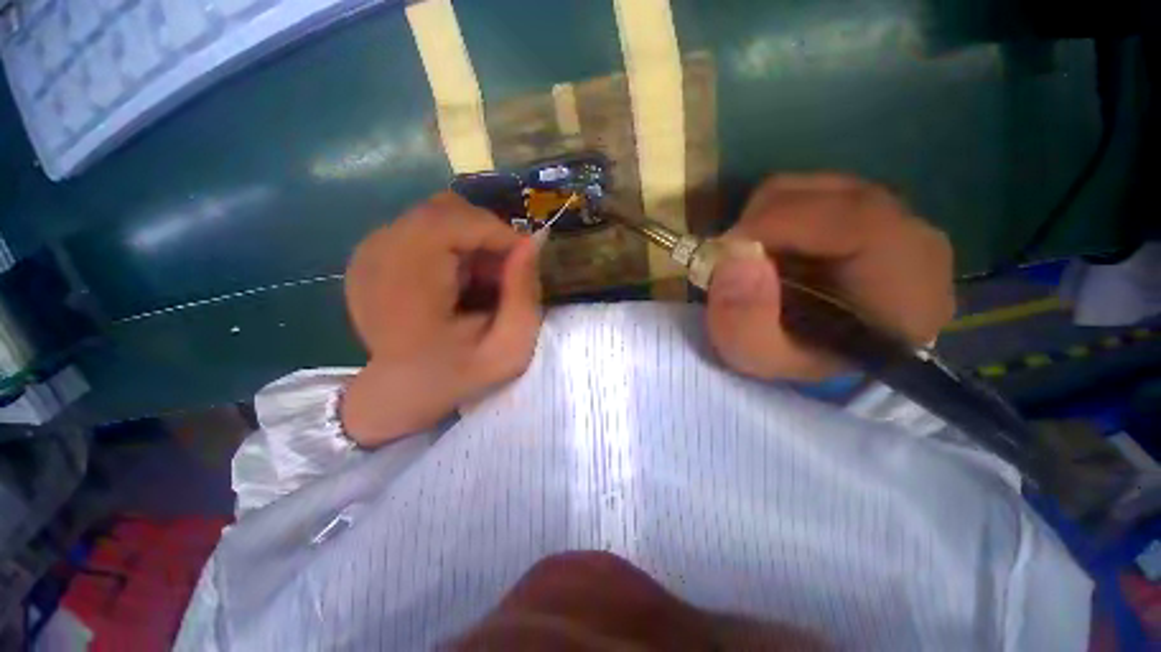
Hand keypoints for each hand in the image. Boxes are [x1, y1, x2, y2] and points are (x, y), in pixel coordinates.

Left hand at [341, 192, 542, 446]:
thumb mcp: (509, 348)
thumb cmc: (458, 375)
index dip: (498, 232)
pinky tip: (458, 279)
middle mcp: (378, 256)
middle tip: (505, 273)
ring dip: (471, 240)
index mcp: (407, 284)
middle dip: (488, 236)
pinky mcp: (370, 252)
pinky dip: (452, 244)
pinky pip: (423, 226)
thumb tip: (531, 241)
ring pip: (436, 214)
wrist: (402, 392)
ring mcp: (368, 251)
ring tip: (482, 279)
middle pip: (446, 210)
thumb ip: (524, 295)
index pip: (455, 221)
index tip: (524, 260)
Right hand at [707, 174, 954, 380]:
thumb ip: (744, 321)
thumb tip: (735, 256)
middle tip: (733, 263)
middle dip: (761, 224)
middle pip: (828, 195)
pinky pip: (812, 194)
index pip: (854, 219)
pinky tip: (774, 254)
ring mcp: (894, 217)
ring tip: (755, 263)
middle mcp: (914, 239)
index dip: (778, 223)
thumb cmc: (799, 362)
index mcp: (908, 286)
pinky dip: (776, 219)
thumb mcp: (760, 359)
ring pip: (813, 190)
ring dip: (766, 223)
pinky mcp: (869, 210)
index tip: (727, 250)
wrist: (827, 357)